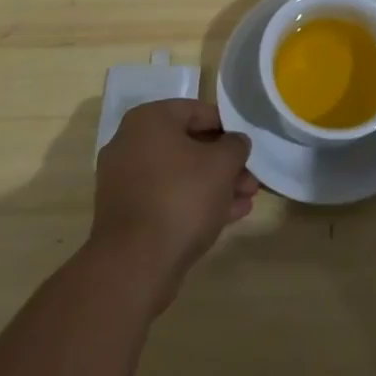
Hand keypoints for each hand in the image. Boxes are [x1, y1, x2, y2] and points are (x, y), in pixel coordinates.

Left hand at [90, 99, 257, 310]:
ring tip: (247, 199)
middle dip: (223, 163)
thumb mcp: (221, 165)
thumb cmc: (181, 198)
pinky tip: (228, 216)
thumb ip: (235, 146)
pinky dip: (194, 202)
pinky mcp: (127, 215)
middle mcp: (131, 144)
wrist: (135, 265)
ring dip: (214, 185)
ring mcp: (125, 182)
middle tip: (251, 179)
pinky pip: (167, 198)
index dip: (228, 127)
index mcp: (149, 120)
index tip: (247, 145)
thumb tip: (236, 142)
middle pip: (189, 145)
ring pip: (180, 175)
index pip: (196, 111)